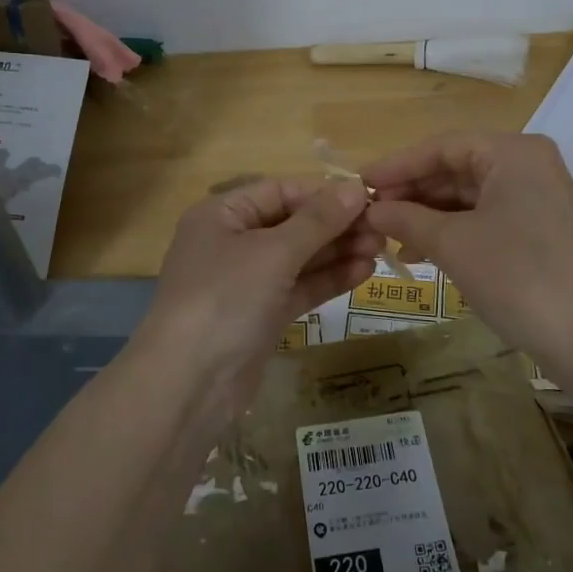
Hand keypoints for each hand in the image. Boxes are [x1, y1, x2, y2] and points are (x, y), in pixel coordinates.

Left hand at [144, 178, 380, 386]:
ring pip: (299, 258)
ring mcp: (246, 282)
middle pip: (292, 224)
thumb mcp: (273, 252)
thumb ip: (317, 221)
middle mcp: (232, 242)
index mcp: (222, 215)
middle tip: (383, 229)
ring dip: (337, 252)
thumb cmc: (226, 298)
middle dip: (336, 226)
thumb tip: (355, 187)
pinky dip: (328, 279)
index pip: (280, 192)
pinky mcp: (261, 315)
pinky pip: (299, 288)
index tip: (367, 198)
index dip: (323, 194)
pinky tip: (363, 272)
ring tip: (381, 249)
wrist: (190, 384)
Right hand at [363, 132, 572, 354]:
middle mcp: (527, 165)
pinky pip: (485, 218)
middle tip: (369, 213)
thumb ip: (406, 218)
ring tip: (387, 235)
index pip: (442, 146)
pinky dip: (452, 231)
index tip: (358, 182)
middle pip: (456, 169)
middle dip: (412, 192)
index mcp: (512, 152)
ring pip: (469, 196)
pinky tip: (420, 249)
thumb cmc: (516, 275)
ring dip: (428, 214)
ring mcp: (536, 199)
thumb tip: (370, 210)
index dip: (397, 165)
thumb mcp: (453, 243)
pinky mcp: (538, 231)